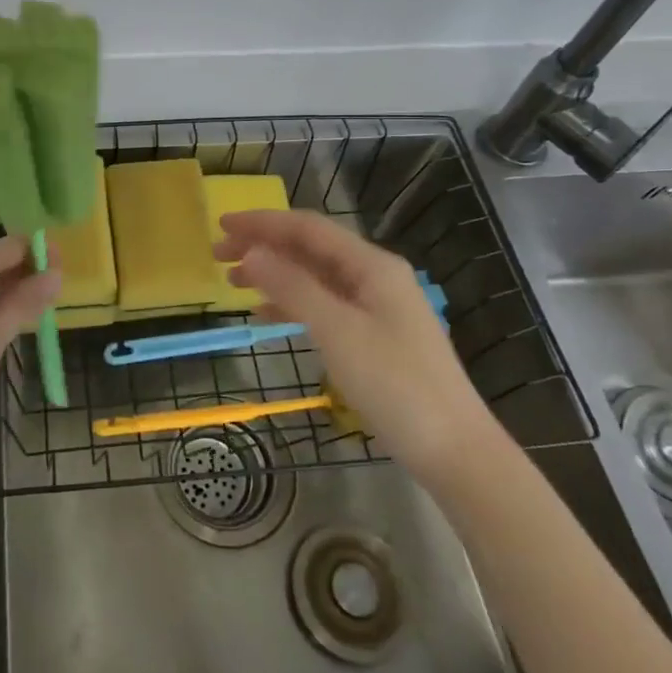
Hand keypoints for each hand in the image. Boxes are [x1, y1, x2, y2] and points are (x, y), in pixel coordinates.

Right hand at [216, 209, 494, 488]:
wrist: (454, 450)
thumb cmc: (395, 384)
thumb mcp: (337, 331)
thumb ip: (292, 288)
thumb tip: (251, 252)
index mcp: (372, 265)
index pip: (308, 228)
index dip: (263, 222)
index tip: (221, 226)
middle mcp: (375, 277)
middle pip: (310, 249)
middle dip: (264, 246)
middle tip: (217, 255)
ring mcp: (377, 307)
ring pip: (315, 277)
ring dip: (274, 274)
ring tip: (232, 282)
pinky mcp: (374, 336)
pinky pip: (324, 305)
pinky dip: (292, 304)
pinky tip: (265, 314)